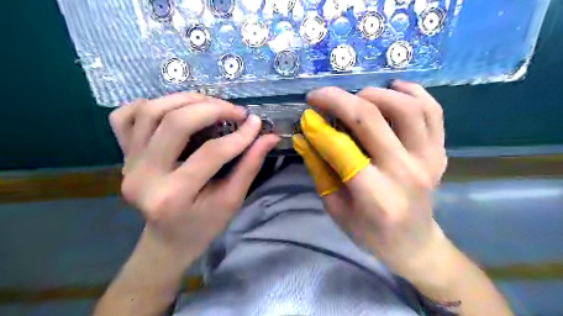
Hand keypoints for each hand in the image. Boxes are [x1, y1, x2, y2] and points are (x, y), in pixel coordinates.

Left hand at [109, 93, 276, 263]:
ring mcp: (127, 163)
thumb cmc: (203, 225)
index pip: (210, 154)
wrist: (167, 239)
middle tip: (236, 111)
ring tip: (212, 104)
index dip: (239, 136)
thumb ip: (249, 166)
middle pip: (175, 123)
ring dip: (186, 100)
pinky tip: (173, 110)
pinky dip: (150, 104)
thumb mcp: (232, 201)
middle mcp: (142, 176)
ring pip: (151, 111)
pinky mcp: (122, 155)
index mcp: (173, 196)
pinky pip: (126, 116)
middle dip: (212, 109)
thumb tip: (268, 136)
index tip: (256, 124)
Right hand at [295, 81, 449, 281]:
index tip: (306, 114)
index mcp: (374, 195)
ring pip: (406, 108)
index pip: (341, 148)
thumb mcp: (335, 207)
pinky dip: (414, 92)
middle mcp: (404, 172)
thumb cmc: (369, 232)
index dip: (318, 126)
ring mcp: (428, 160)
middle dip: (338, 100)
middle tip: (320, 96)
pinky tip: (394, 88)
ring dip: (375, 94)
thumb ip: (319, 169)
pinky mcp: (439, 152)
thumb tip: (304, 135)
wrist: (413, 243)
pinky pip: (433, 111)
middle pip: (371, 119)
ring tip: (356, 97)